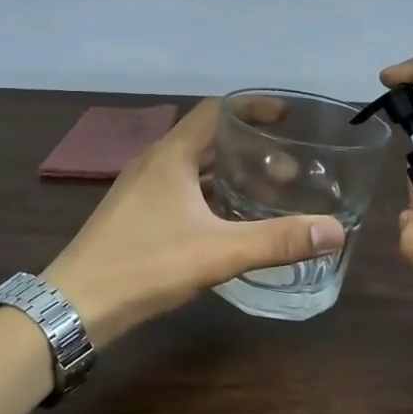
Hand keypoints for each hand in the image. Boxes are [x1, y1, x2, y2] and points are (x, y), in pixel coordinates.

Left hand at [42, 99, 344, 344]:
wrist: (76, 305)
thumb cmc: (145, 266)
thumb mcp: (218, 253)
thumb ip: (277, 240)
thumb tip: (336, 230)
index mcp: (171, 157)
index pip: (215, 111)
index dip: (251, 107)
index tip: (286, 115)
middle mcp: (154, 164)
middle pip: (207, 140)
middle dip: (248, 148)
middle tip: (287, 168)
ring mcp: (140, 191)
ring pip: (193, 169)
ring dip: (228, 174)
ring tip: (265, 193)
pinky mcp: (135, 216)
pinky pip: (180, 192)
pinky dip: (209, 196)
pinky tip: (228, 223)